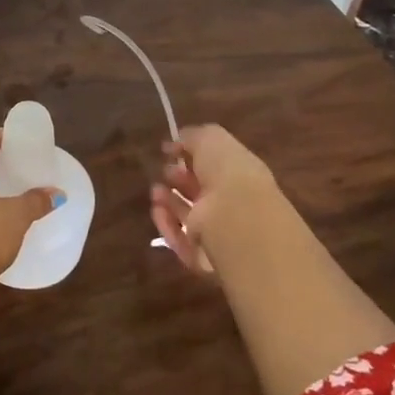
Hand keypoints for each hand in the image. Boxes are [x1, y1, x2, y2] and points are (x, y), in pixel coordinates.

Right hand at [150, 124, 281, 277]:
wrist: (238, 219)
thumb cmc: (228, 173)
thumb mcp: (212, 139)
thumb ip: (192, 137)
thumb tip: (173, 143)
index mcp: (239, 175)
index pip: (214, 167)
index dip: (192, 157)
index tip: (170, 151)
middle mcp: (231, 204)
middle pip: (201, 192)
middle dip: (179, 180)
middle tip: (164, 171)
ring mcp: (218, 233)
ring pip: (189, 217)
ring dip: (170, 202)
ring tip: (155, 191)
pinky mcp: (203, 257)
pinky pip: (181, 240)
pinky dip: (167, 225)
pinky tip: (156, 210)